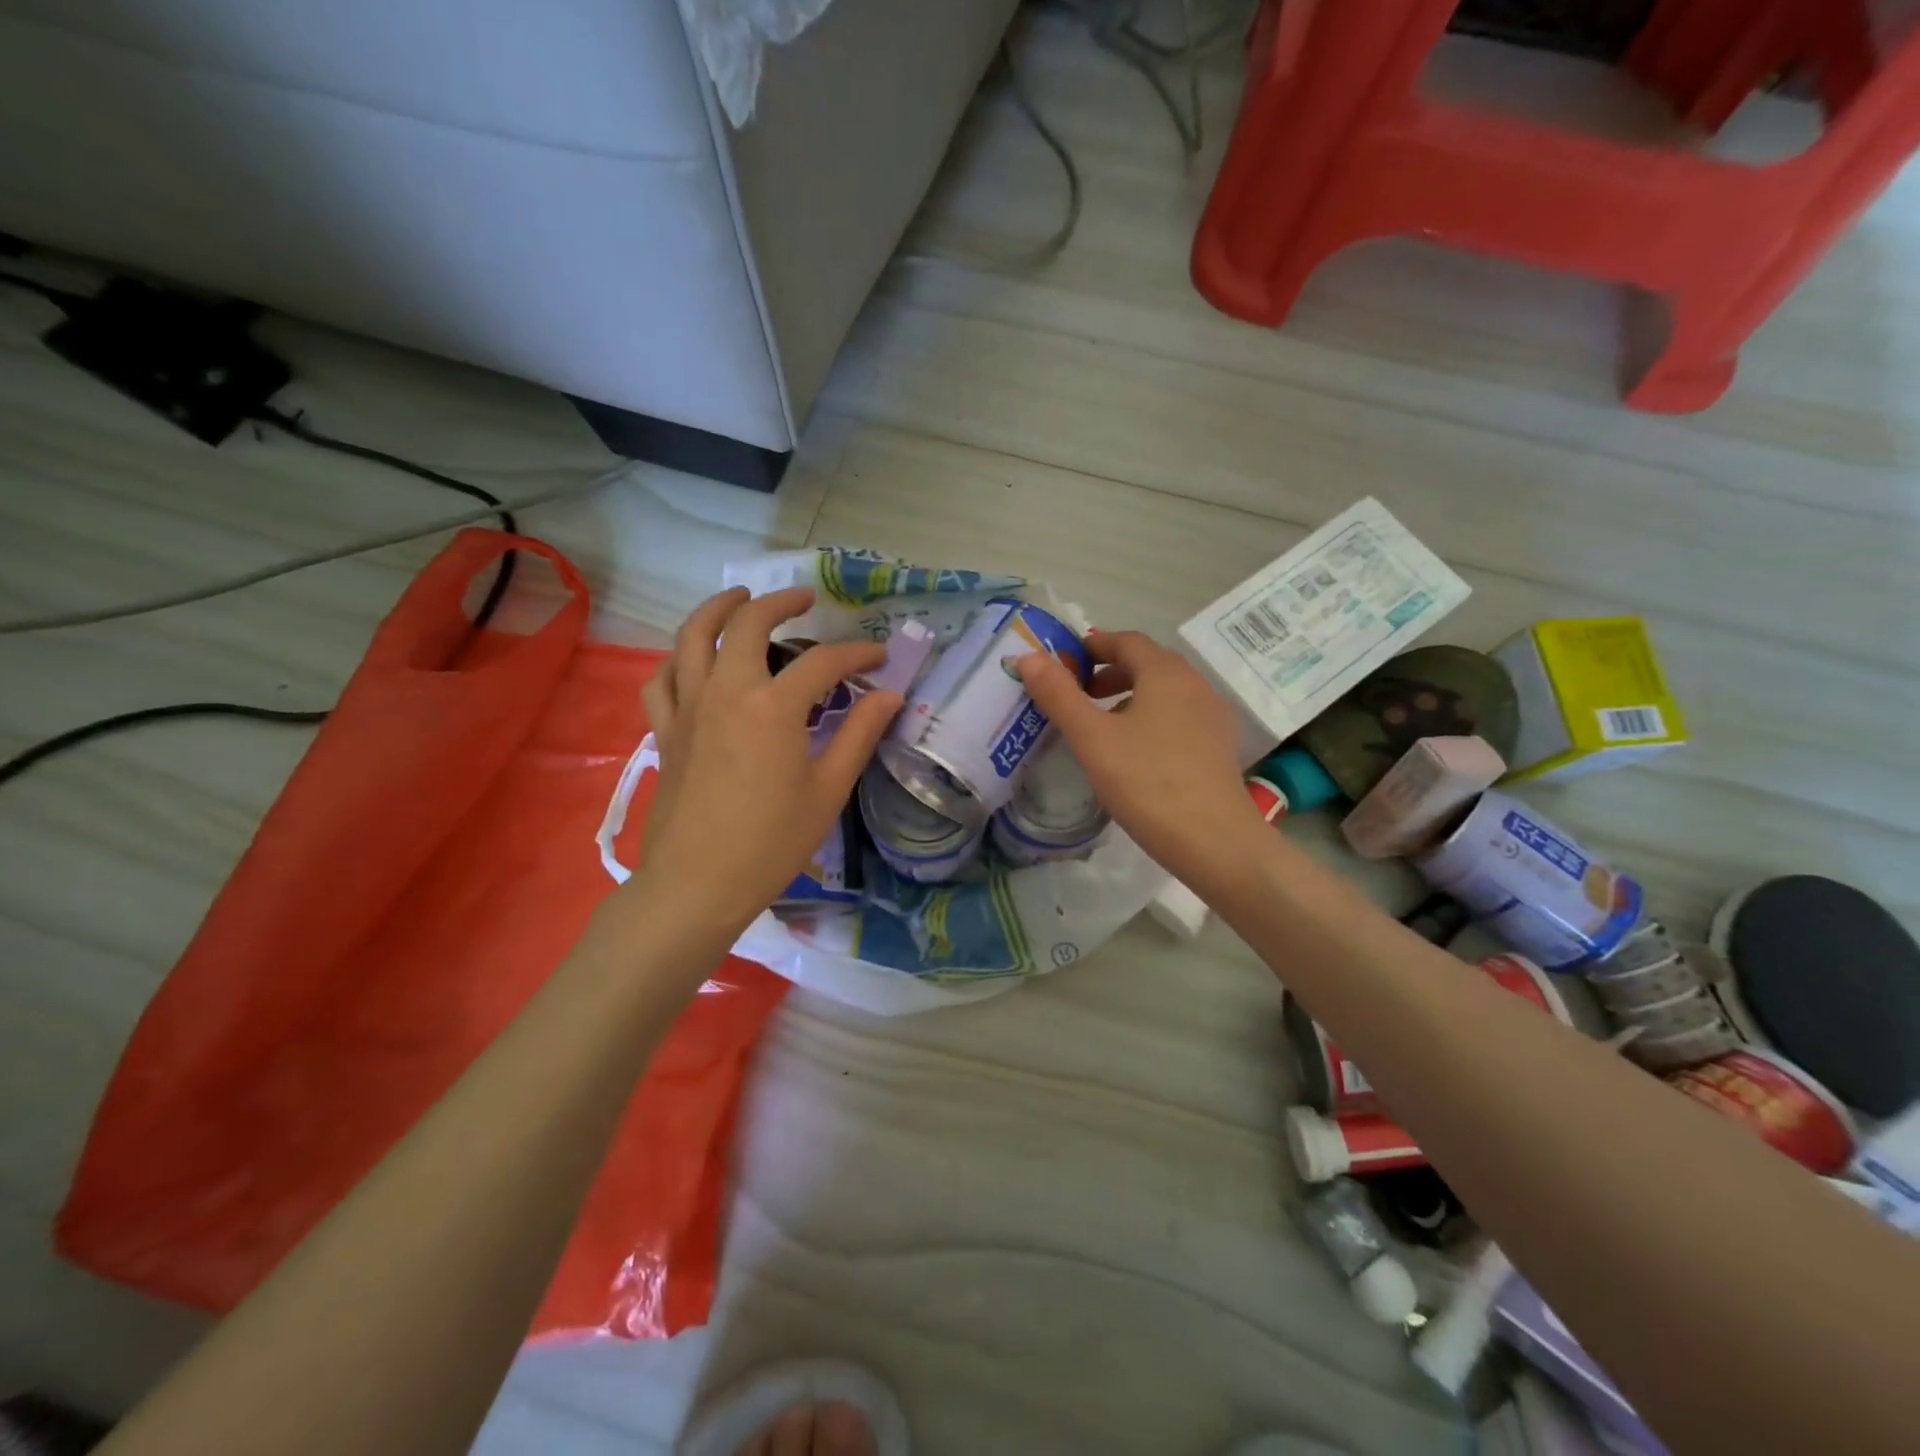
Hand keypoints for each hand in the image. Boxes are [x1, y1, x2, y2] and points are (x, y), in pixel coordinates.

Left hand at [631, 586, 902, 937]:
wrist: (697, 884)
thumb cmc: (771, 842)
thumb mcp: (828, 790)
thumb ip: (859, 734)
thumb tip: (889, 695)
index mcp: (773, 707)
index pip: (823, 662)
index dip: (857, 654)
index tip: (880, 657)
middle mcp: (726, 692)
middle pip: (746, 623)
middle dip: (779, 602)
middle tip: (804, 599)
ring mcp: (688, 708)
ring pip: (692, 636)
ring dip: (718, 608)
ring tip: (740, 600)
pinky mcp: (665, 731)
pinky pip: (662, 678)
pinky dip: (678, 658)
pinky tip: (694, 661)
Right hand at [1018, 630, 1264, 885]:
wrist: (1214, 841)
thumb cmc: (1147, 782)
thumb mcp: (1092, 738)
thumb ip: (1059, 695)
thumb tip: (1028, 656)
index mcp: (1165, 673)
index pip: (1126, 641)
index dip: (1092, 646)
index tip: (1064, 663)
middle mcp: (1195, 685)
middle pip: (1148, 664)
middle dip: (1109, 672)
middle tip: (1078, 695)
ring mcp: (1212, 717)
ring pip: (1164, 692)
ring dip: (1130, 696)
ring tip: (1101, 726)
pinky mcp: (1218, 747)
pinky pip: (1179, 717)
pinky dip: (1151, 719)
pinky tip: (1134, 754)